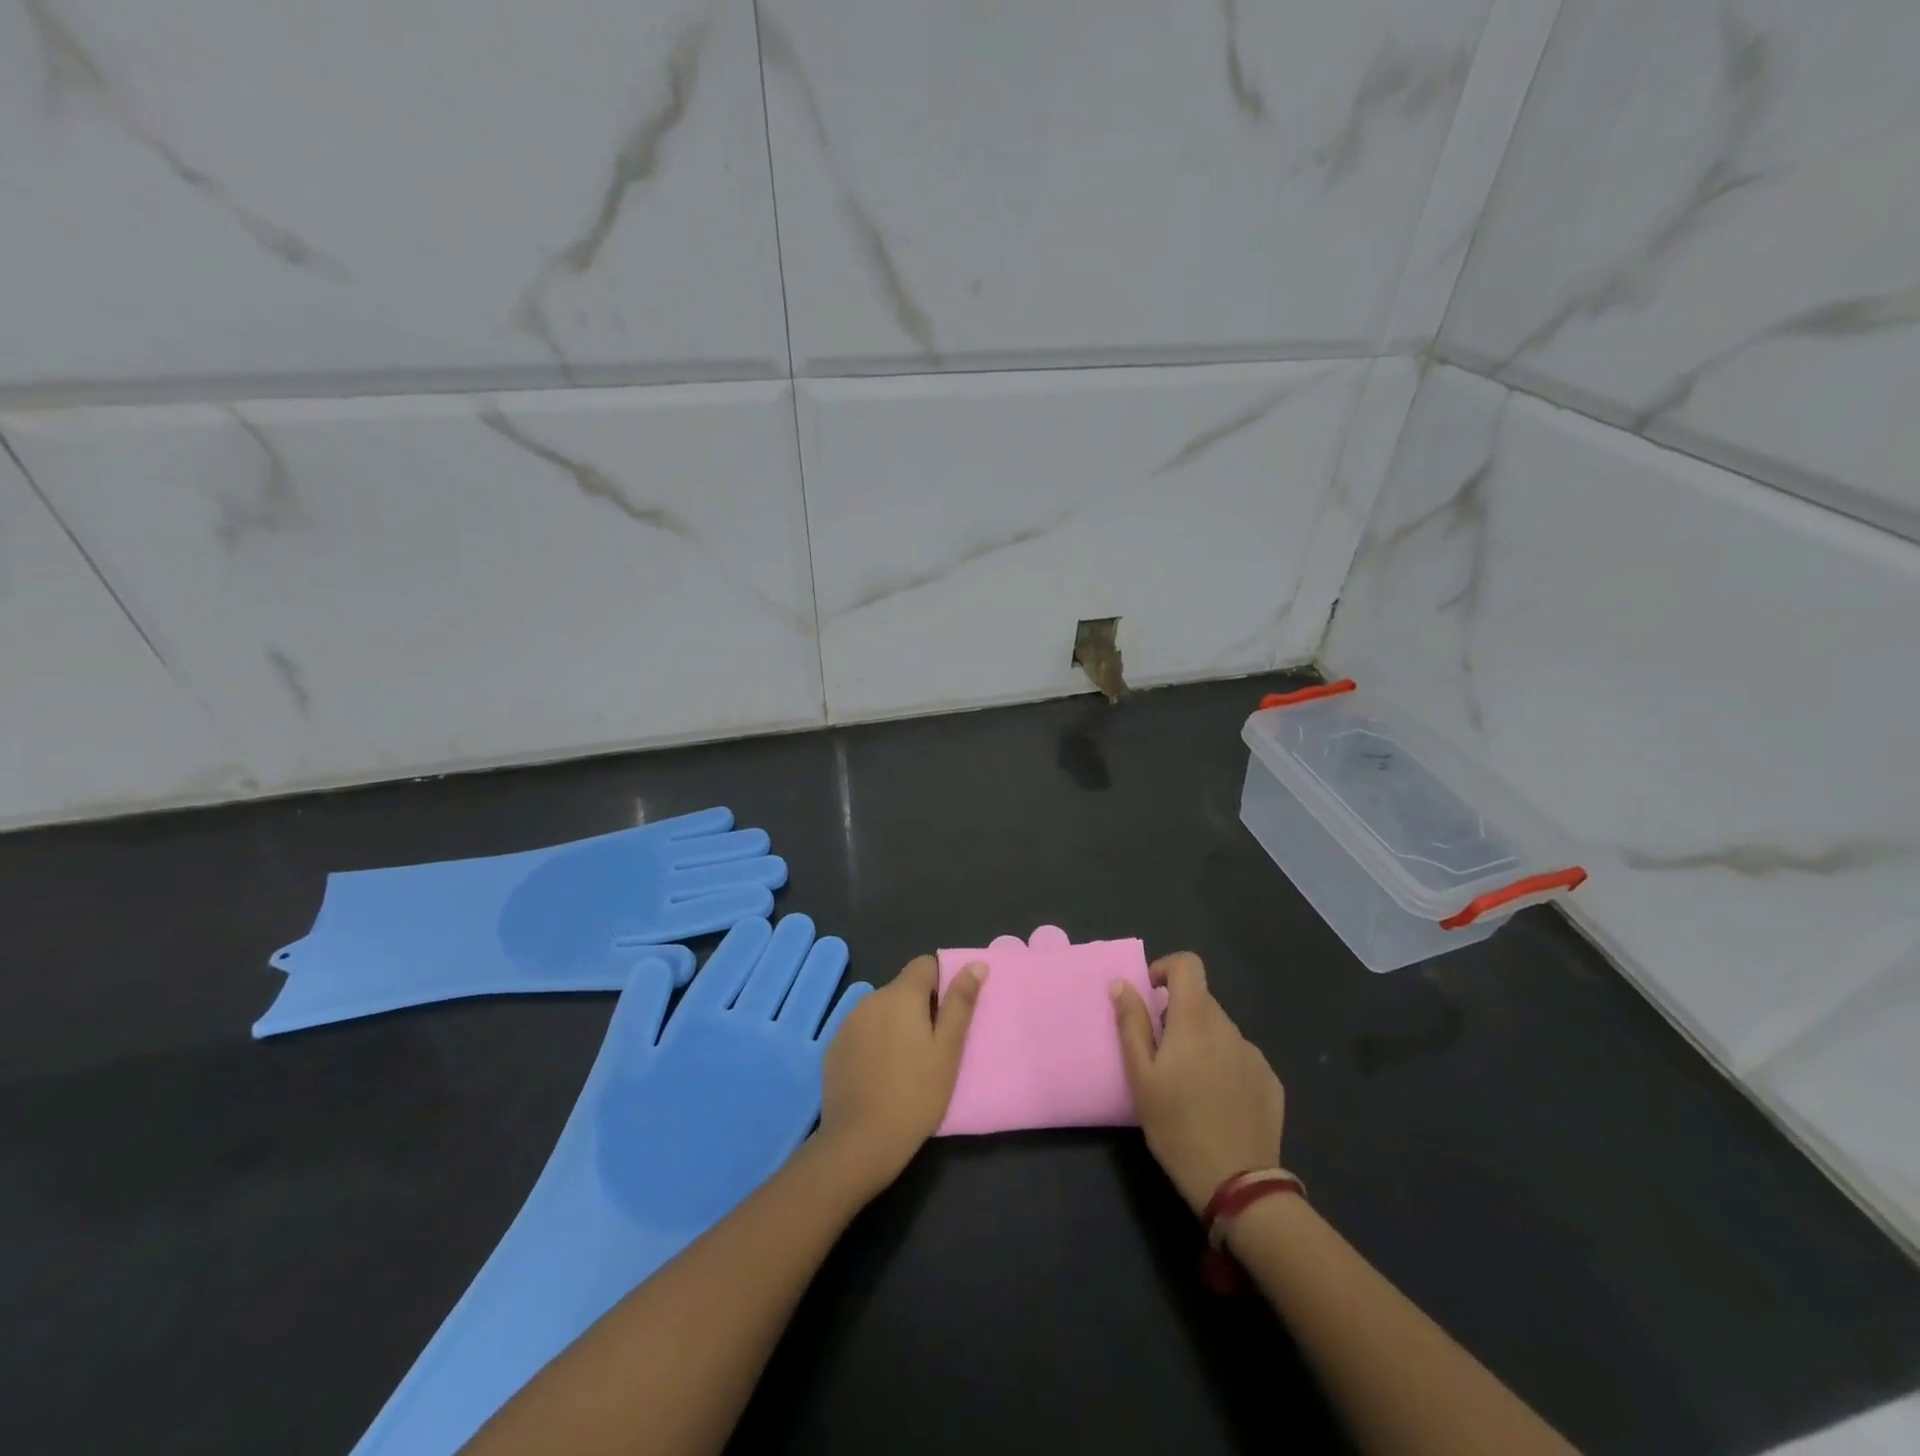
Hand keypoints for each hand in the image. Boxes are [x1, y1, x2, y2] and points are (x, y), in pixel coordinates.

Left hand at [816, 956, 985, 1193]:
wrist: (860, 1142)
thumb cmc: (916, 1094)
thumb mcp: (949, 1050)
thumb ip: (961, 1003)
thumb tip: (975, 964)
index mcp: (901, 994)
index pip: (925, 965)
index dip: (941, 983)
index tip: (948, 1017)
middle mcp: (871, 999)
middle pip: (903, 989)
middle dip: (919, 1008)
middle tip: (933, 1048)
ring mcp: (848, 1023)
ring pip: (882, 1011)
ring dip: (896, 1025)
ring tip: (906, 1065)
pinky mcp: (834, 1048)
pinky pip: (862, 1032)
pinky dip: (875, 1043)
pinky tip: (880, 1075)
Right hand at [1112, 952, 1284, 1214]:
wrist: (1237, 1184)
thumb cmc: (1177, 1126)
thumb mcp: (1141, 1076)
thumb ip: (1131, 1024)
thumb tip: (1122, 984)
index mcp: (1195, 1020)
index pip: (1189, 964)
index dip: (1166, 969)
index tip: (1151, 996)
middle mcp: (1229, 1027)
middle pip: (1202, 1000)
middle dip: (1178, 1014)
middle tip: (1161, 1053)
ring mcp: (1254, 1054)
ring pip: (1220, 1030)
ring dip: (1201, 1041)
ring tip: (1188, 1083)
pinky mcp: (1270, 1081)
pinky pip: (1240, 1057)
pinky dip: (1223, 1064)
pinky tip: (1216, 1101)